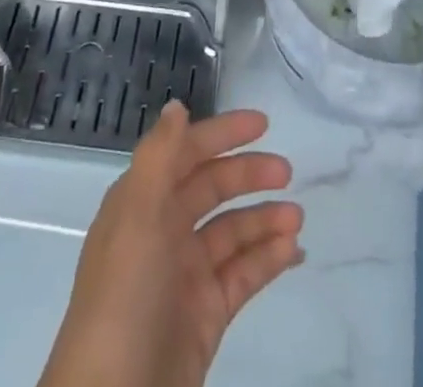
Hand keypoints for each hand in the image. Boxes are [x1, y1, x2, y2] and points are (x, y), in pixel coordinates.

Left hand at [38, 103, 303, 386]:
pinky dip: (267, 260)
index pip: (186, 154)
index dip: (221, 134)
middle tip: (287, 171)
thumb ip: (160, 156)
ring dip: (264, 219)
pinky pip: (242, 276)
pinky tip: (292, 250)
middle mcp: (162, 232)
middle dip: (249, 175)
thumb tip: (177, 106)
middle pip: (212, 189)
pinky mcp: (205, 317)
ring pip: (232, 233)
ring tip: (297, 217)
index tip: (262, 122)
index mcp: (142, 203)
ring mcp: (185, 277)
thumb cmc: (125, 295)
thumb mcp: (137, 215)